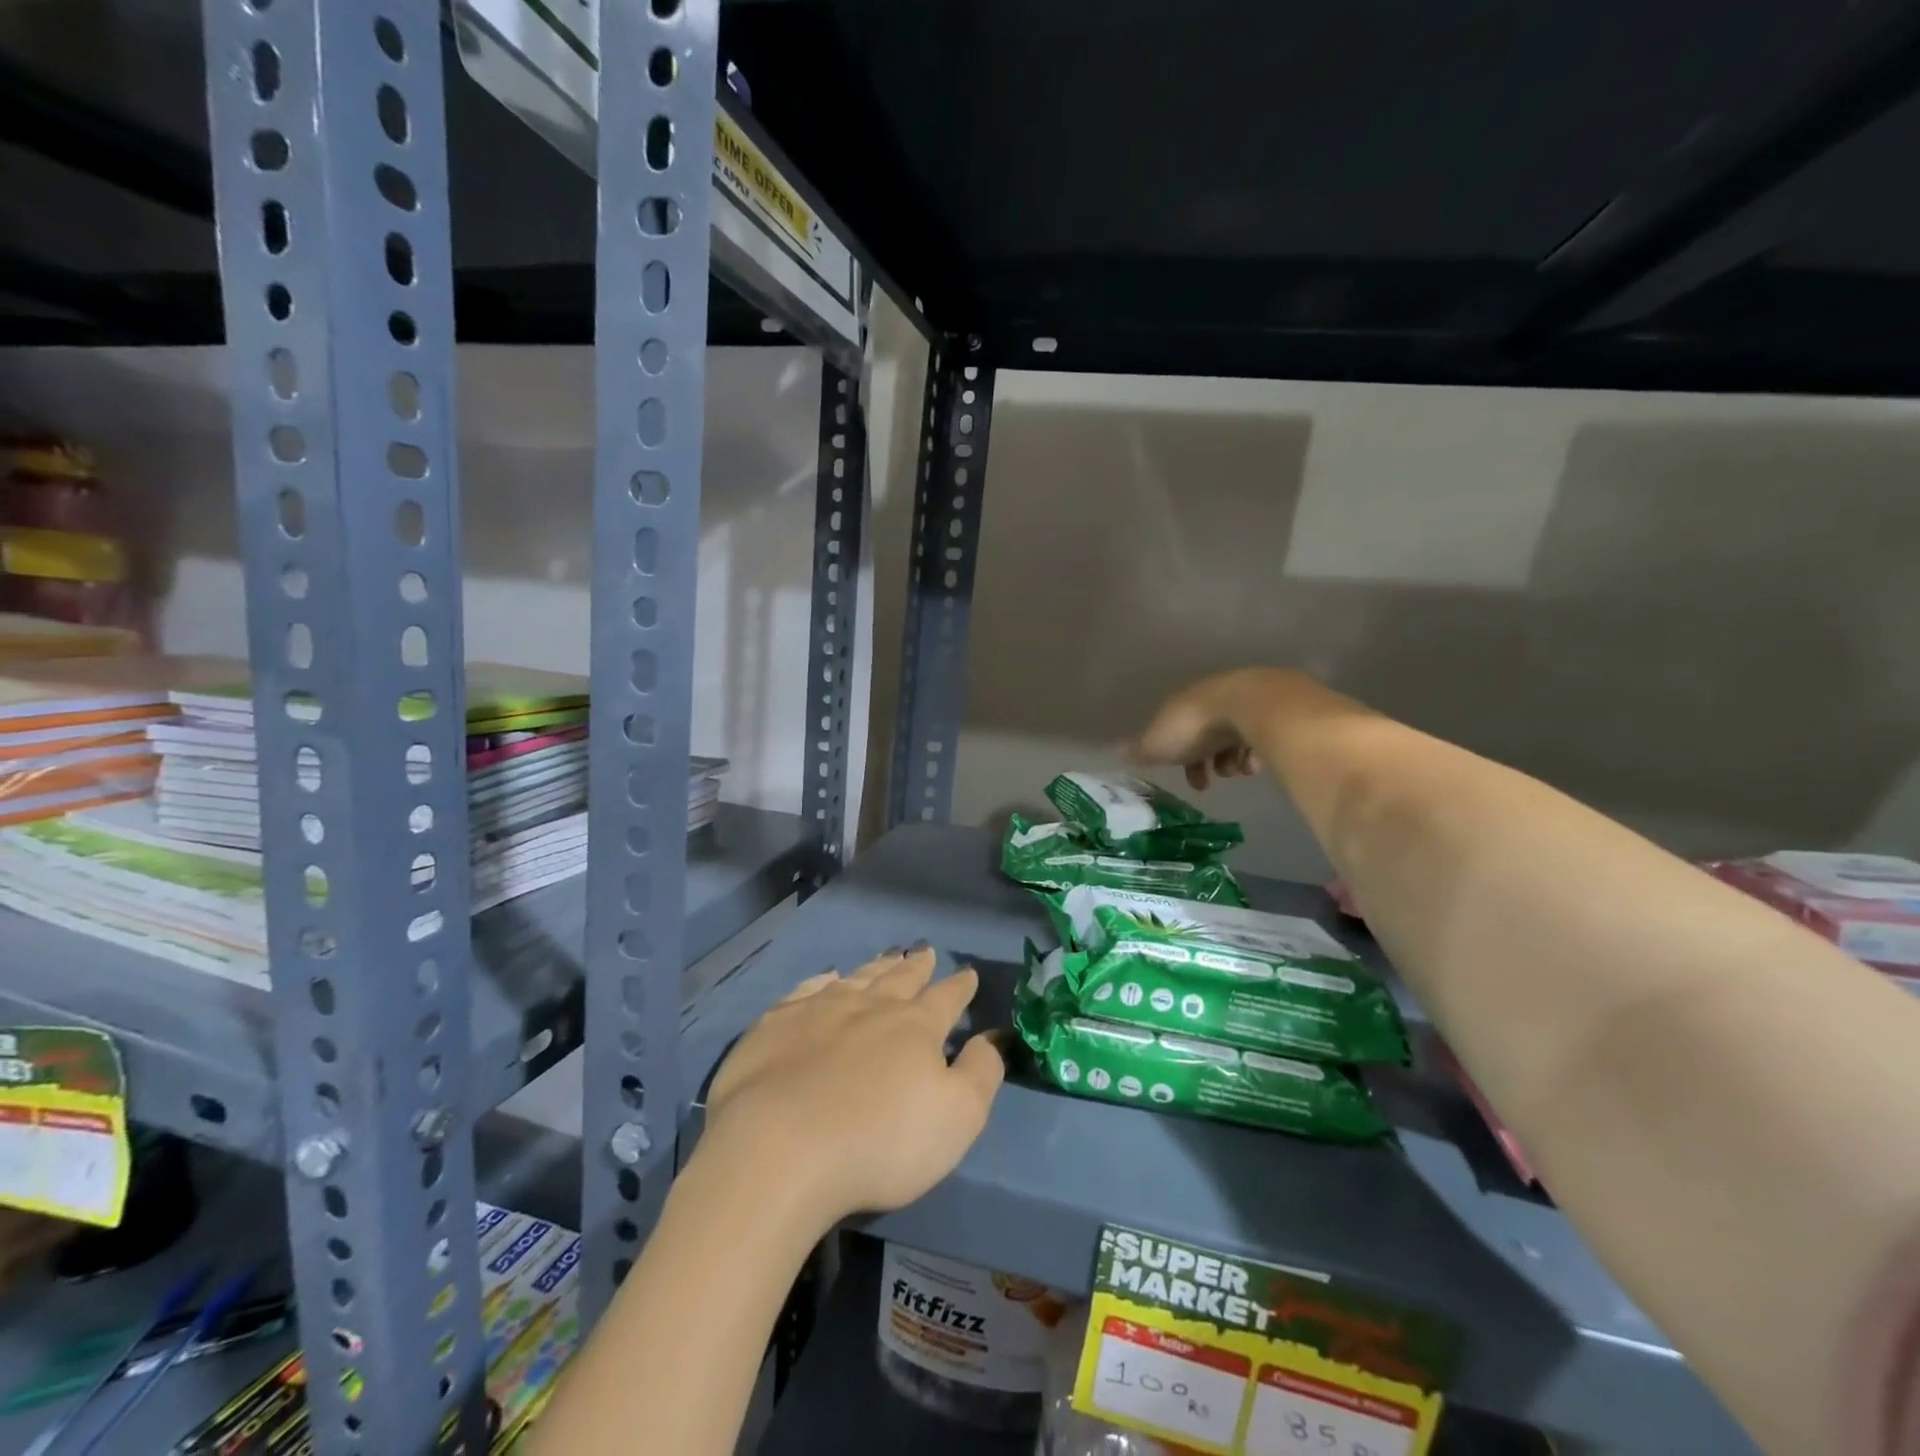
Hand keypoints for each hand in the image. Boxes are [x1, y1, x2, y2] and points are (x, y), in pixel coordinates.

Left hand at [702, 946, 1002, 1227]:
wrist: (780, 1150)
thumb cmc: (880, 1141)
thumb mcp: (957, 1118)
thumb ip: (981, 1073)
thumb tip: (994, 1036)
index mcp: (915, 1027)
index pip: (946, 999)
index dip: (960, 987)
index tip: (968, 973)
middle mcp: (870, 1007)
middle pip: (899, 979)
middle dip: (917, 965)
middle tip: (925, 950)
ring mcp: (819, 1011)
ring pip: (856, 978)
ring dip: (876, 967)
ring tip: (887, 956)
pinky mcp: (775, 1025)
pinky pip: (806, 991)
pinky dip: (821, 981)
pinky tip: (825, 978)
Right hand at [1133, 667, 1295, 790]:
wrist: (1248, 705)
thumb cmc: (1194, 726)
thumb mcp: (1157, 743)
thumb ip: (1138, 750)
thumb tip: (1113, 753)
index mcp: (1181, 705)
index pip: (1176, 730)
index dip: (1178, 757)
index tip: (1189, 781)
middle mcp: (1210, 699)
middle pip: (1207, 735)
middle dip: (1208, 761)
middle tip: (1211, 782)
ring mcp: (1242, 702)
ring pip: (1235, 737)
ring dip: (1232, 760)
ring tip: (1237, 772)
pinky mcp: (1271, 709)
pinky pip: (1261, 735)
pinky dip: (1255, 753)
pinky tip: (1254, 763)